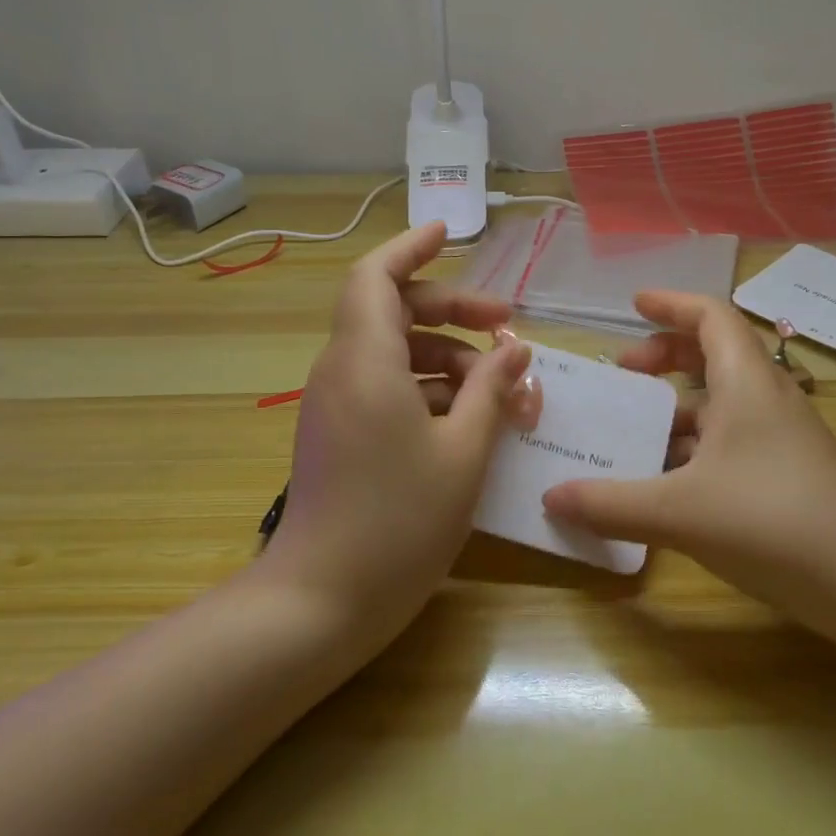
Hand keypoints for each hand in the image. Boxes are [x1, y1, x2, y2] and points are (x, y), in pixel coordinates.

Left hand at [262, 222, 536, 641]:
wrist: (321, 601)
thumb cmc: (398, 521)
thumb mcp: (463, 452)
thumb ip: (491, 391)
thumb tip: (513, 349)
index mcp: (365, 361)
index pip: (375, 276)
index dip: (409, 248)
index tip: (447, 233)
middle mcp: (342, 371)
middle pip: (393, 311)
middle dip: (452, 310)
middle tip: (506, 326)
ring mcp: (337, 404)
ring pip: (394, 352)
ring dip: (448, 356)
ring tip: (501, 386)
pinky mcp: (340, 433)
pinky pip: (386, 387)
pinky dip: (428, 388)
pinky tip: (470, 417)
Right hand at [543, 291, 835, 630]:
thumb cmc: (772, 523)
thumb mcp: (679, 511)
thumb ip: (610, 504)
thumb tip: (550, 498)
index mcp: (746, 382)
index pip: (710, 316)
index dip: (671, 304)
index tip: (632, 304)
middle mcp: (767, 398)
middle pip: (715, 353)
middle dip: (666, 356)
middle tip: (623, 372)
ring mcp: (783, 437)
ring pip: (723, 401)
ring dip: (678, 406)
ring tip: (635, 430)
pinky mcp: (789, 472)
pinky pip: (733, 439)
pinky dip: (696, 444)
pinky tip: (669, 480)